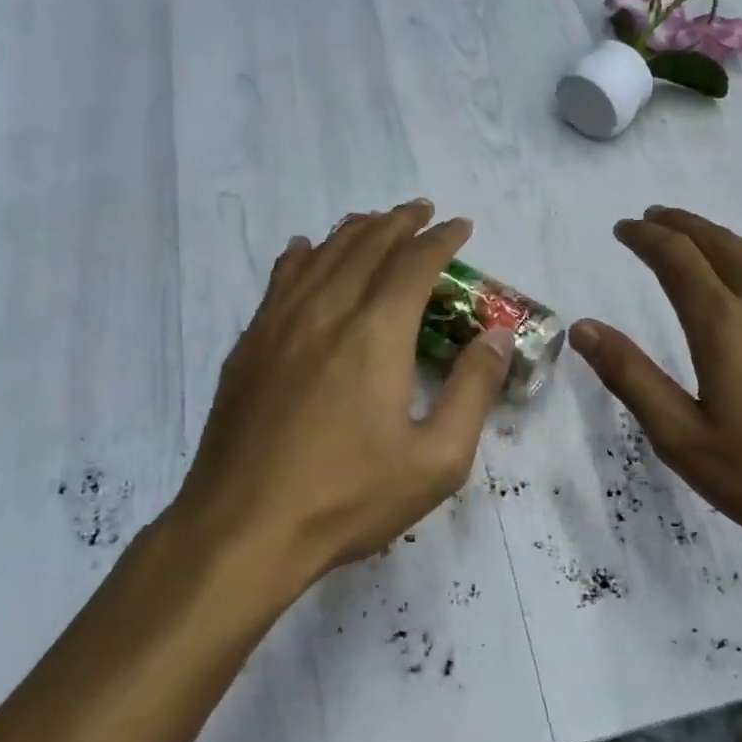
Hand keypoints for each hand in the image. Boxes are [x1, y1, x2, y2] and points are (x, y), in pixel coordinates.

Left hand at [170, 200, 511, 590]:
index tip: (460, 227)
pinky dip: (300, 256)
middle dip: (399, 223)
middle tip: (421, 212)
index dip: (441, 240)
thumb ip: (473, 392)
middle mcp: (327, 312)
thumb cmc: (348, 497)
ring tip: (373, 221)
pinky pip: (279, 281)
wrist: (243, 528)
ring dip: (353, 231)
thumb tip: (498, 338)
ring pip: (321, 256)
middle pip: (366, 246)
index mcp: (376, 333)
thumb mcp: (437, 460)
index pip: (415, 264)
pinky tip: (304, 251)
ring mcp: (280, 325)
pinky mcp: (249, 346)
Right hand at [569, 207, 741, 586]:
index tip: (622, 228)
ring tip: (696, 238)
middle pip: (720, 243)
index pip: (677, 258)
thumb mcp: (684, 439)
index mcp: (726, 325)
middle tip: (653, 218)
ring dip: (718, 238)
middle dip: (681, 225)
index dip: (645, 237)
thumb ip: (631, 377)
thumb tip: (583, 327)